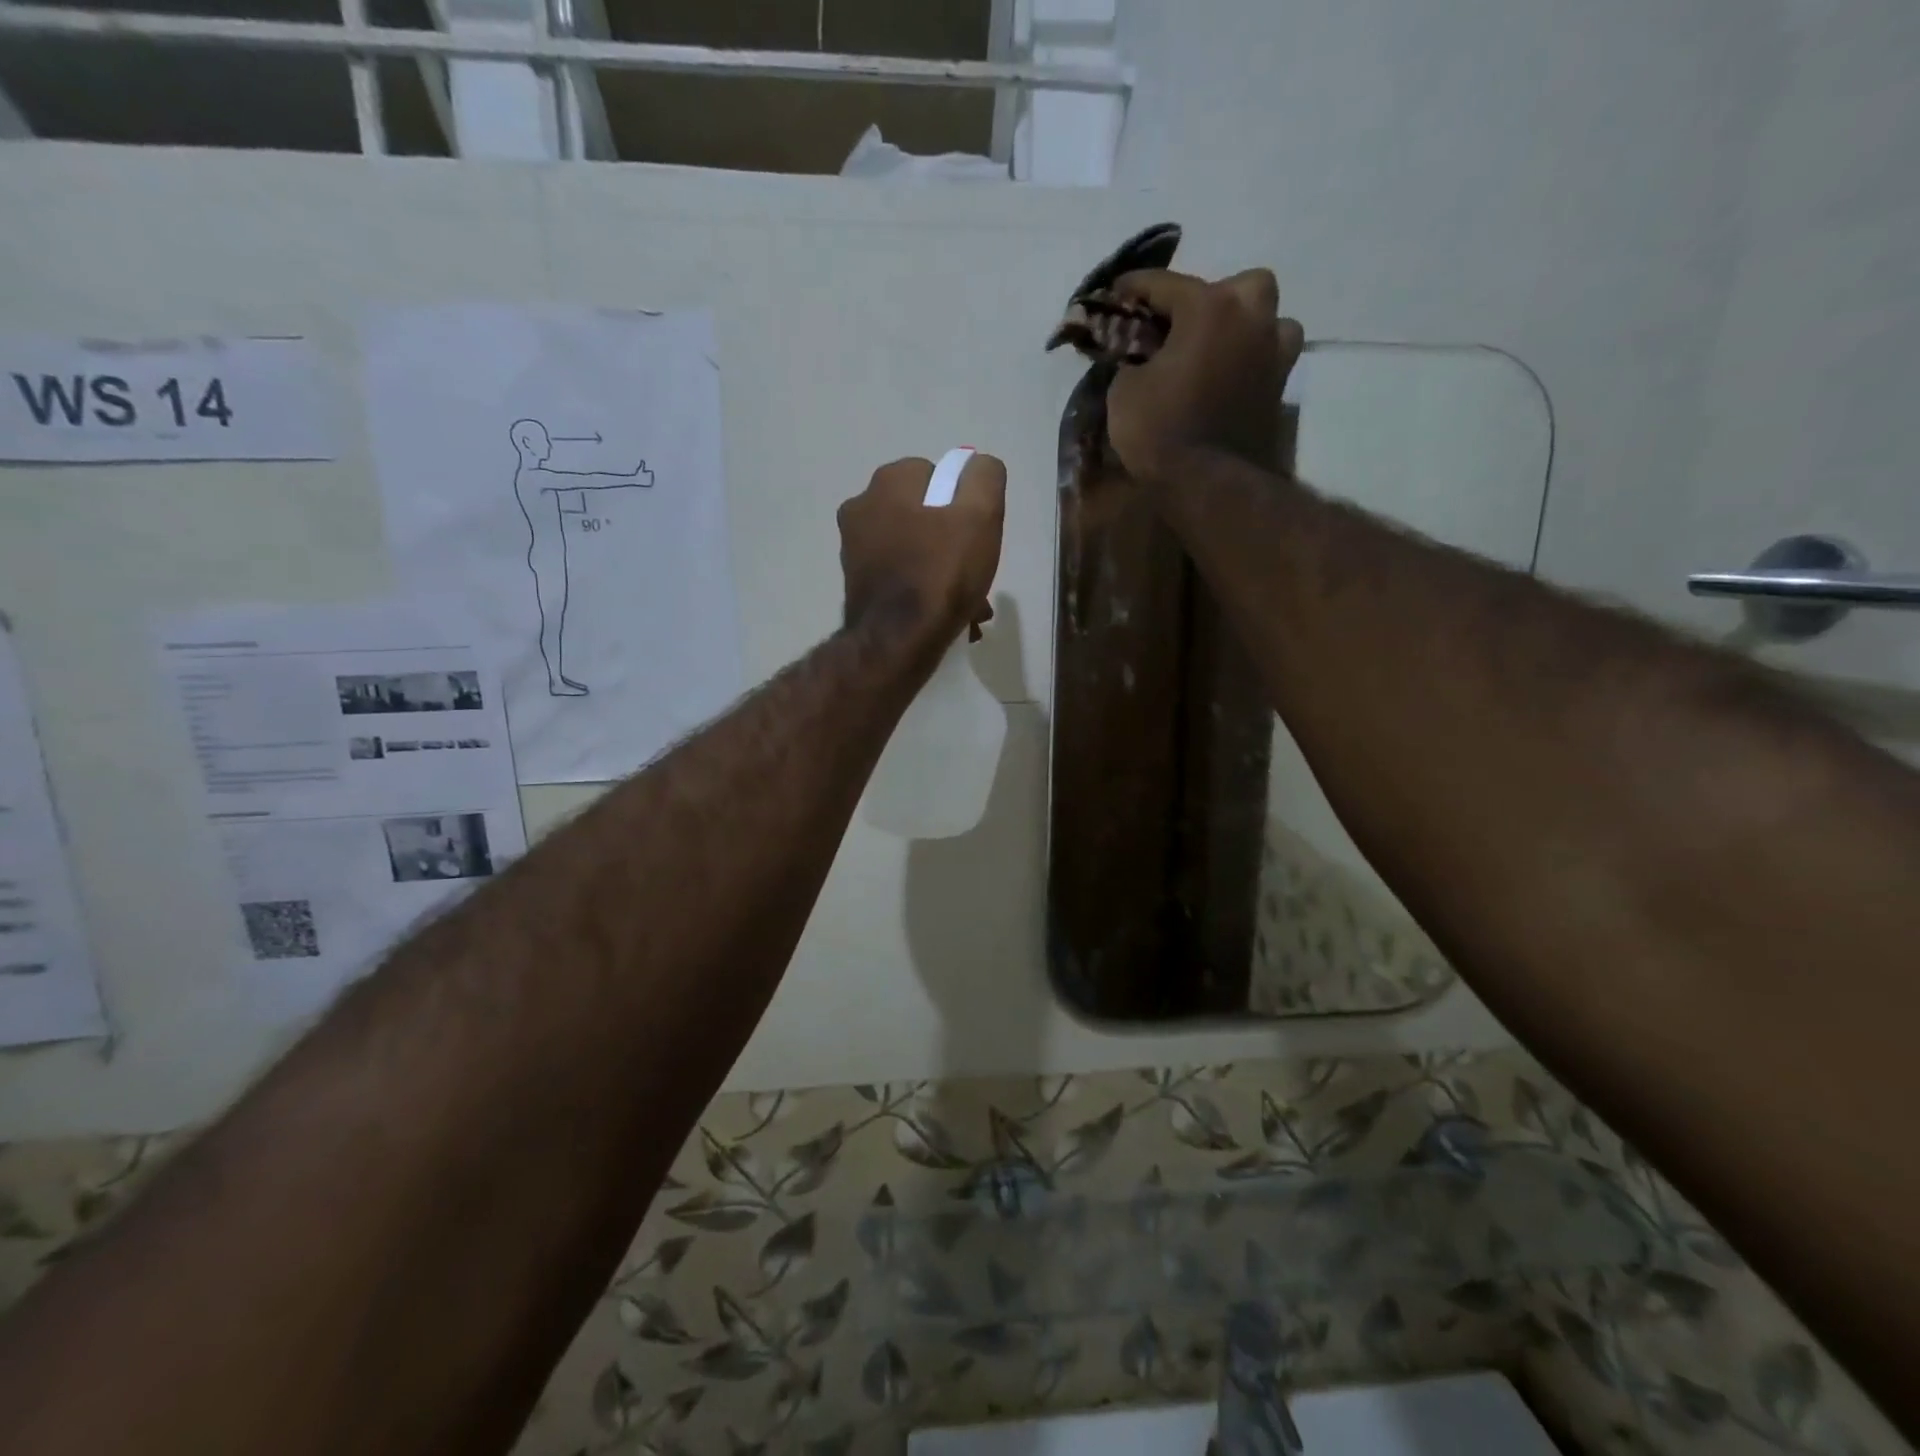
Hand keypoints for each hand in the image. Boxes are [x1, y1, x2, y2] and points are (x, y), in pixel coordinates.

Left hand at [838, 453, 1006, 646]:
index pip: (938, 475)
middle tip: (977, 575)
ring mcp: (854, 547)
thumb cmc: (941, 574)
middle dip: (955, 543)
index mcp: (888, 482)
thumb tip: (978, 467)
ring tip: (968, 606)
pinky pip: (900, 574)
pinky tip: (945, 615)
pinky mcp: (856, 581)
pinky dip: (923, 588)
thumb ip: (984, 478)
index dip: (964, 504)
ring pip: (915, 548)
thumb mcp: (980, 516)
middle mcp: (862, 506)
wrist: (897, 642)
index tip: (977, 536)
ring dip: (942, 571)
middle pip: (926, 515)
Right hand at [1104, 268, 1304, 485]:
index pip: (1164, 284)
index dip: (1134, 288)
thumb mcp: (1124, 392)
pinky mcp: (1281, 388)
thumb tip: (1138, 358)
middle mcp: (1250, 317)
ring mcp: (1274, 352)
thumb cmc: (1161, 430)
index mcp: (1208, 307)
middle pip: (1235, 286)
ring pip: (1267, 318)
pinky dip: (1252, 361)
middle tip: (1183, 326)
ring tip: (1219, 349)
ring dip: (1245, 326)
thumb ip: (1132, 361)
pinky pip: (1269, 358)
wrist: (1209, 483)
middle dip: (1210, 298)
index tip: (1115, 293)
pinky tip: (1231, 377)